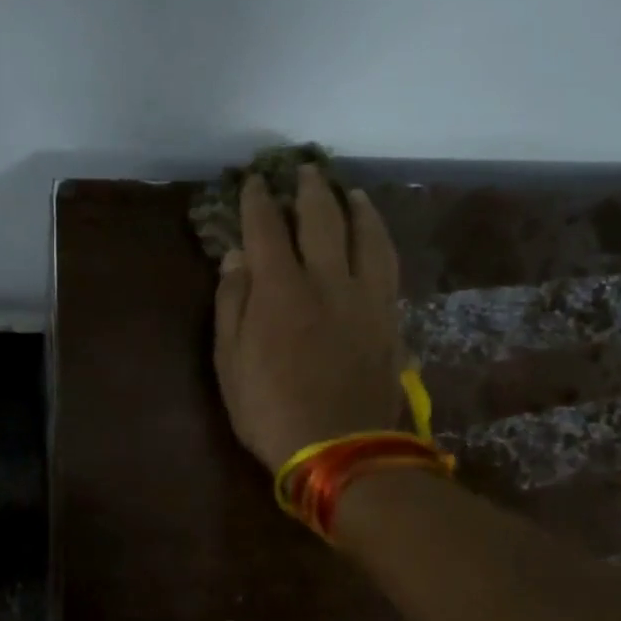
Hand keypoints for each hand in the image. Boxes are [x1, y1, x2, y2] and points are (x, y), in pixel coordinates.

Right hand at [214, 166, 406, 471]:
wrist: (341, 450)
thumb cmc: (270, 409)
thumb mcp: (230, 362)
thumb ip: (232, 304)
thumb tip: (235, 257)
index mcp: (280, 289)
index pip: (267, 228)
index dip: (258, 201)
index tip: (254, 181)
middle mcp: (327, 279)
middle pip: (322, 219)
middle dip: (310, 190)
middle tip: (304, 170)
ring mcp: (365, 297)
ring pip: (366, 235)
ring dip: (356, 207)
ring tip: (349, 191)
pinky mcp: (390, 317)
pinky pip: (388, 264)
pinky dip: (381, 239)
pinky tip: (377, 235)